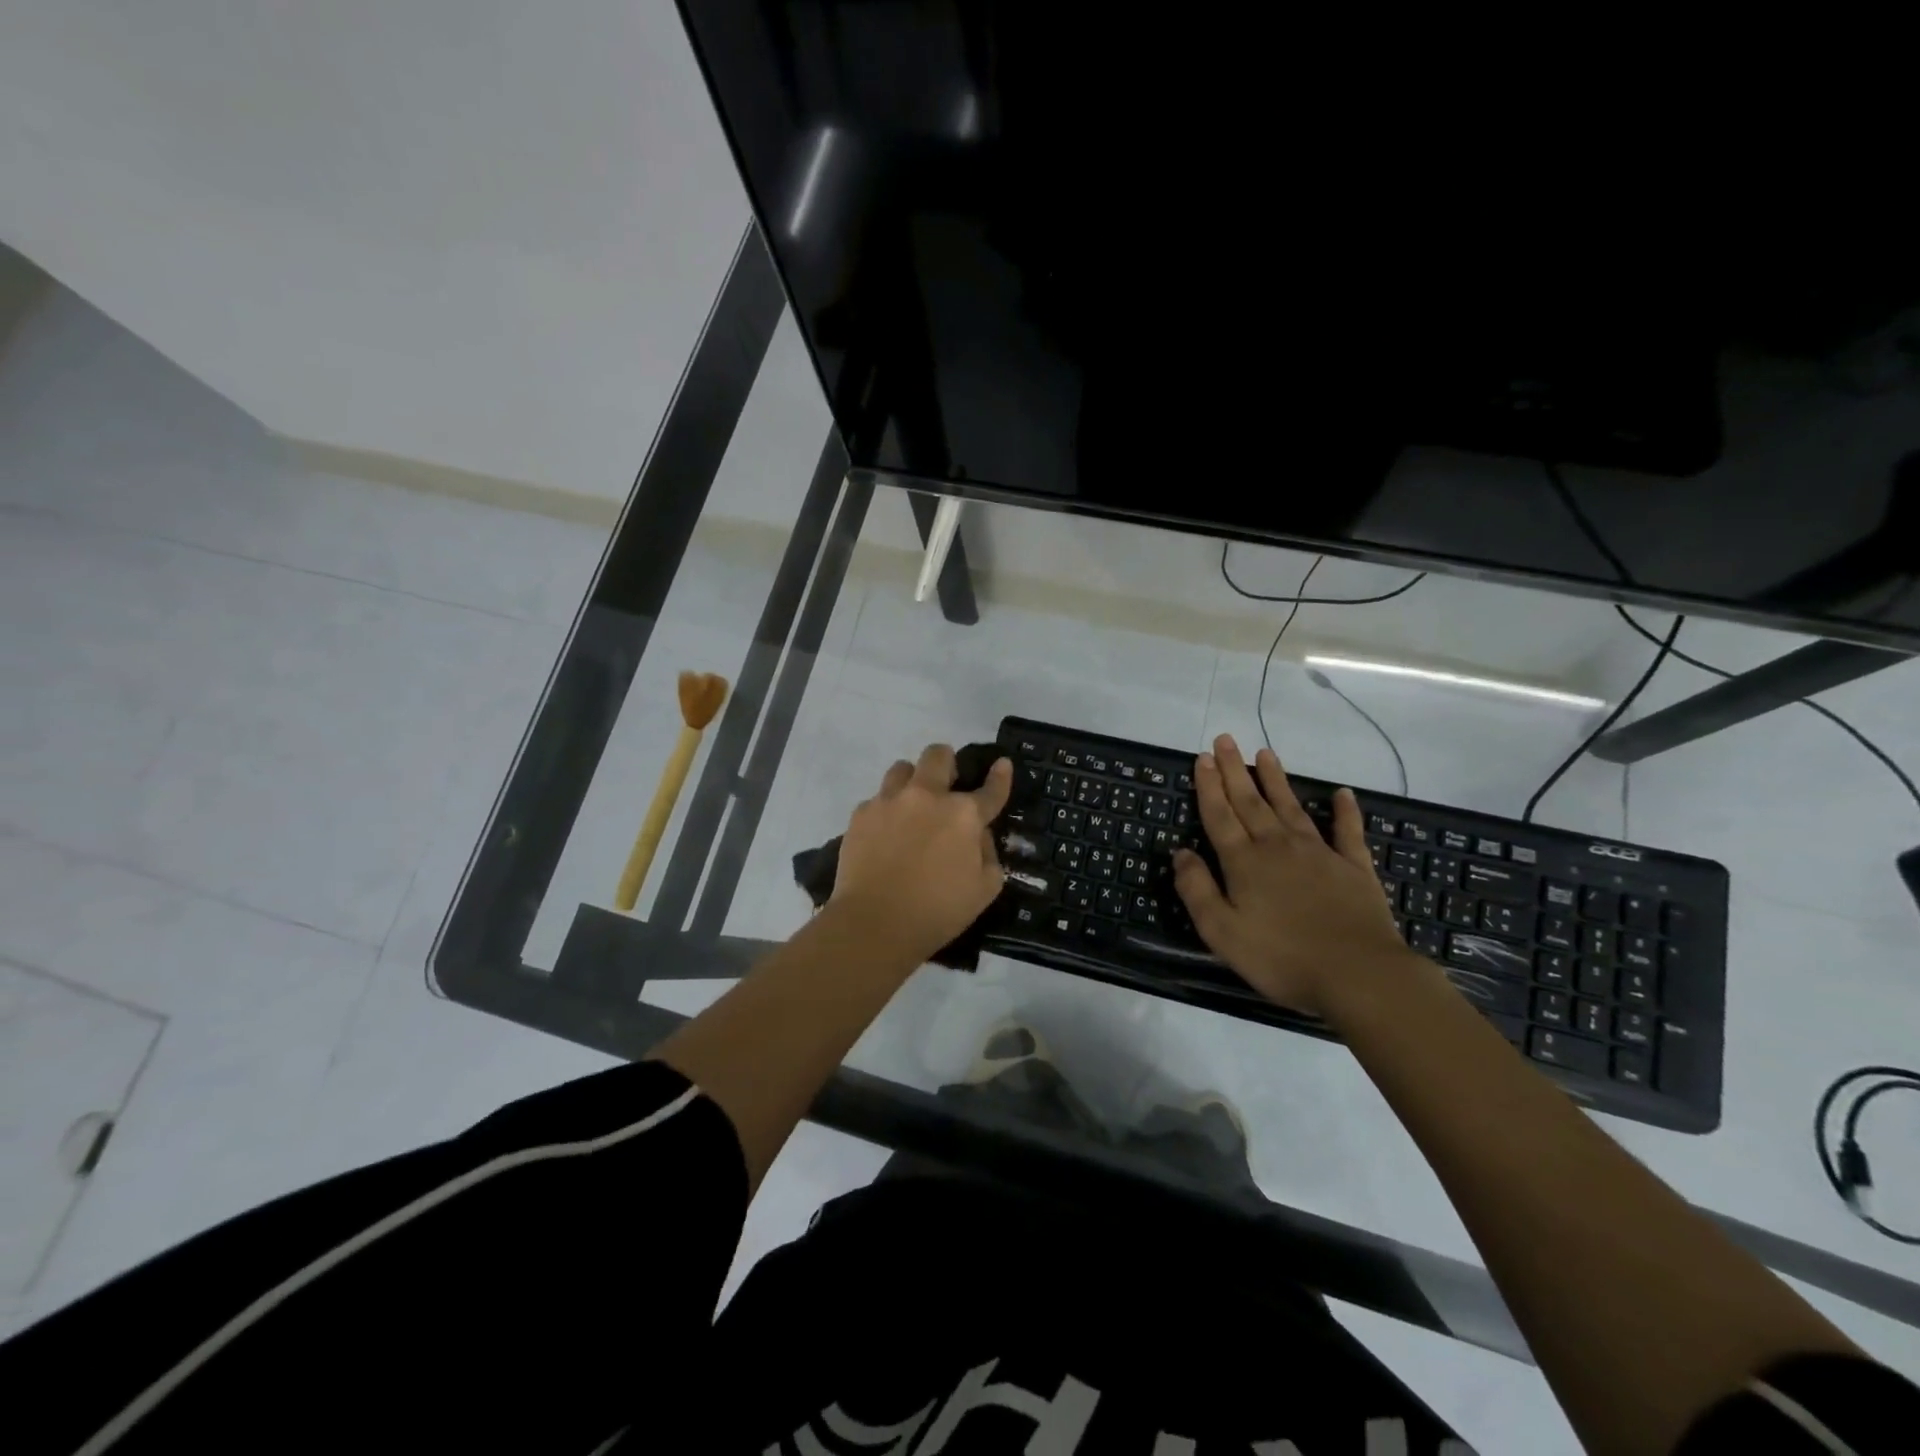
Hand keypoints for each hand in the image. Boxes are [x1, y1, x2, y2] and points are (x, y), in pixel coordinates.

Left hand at [832, 743, 1012, 961]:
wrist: (874, 923)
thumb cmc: (938, 911)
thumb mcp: (985, 889)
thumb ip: (987, 853)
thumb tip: (978, 834)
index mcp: (964, 815)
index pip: (990, 789)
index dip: (1000, 775)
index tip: (1001, 763)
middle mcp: (927, 796)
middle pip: (938, 754)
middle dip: (946, 762)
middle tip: (945, 785)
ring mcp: (890, 801)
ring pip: (902, 768)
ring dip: (912, 780)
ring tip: (911, 805)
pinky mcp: (861, 814)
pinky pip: (876, 799)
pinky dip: (885, 810)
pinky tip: (884, 834)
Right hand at [1172, 734, 1417, 1017]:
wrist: (1359, 974)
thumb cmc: (1282, 957)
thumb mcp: (1222, 932)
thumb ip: (1197, 890)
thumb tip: (1181, 853)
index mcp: (1244, 862)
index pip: (1220, 816)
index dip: (1209, 786)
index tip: (1202, 758)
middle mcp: (1278, 847)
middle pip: (1250, 802)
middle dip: (1235, 770)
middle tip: (1225, 740)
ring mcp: (1319, 854)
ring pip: (1290, 807)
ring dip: (1275, 780)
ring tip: (1265, 754)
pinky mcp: (1354, 868)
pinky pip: (1347, 831)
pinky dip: (1345, 811)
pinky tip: (1342, 793)